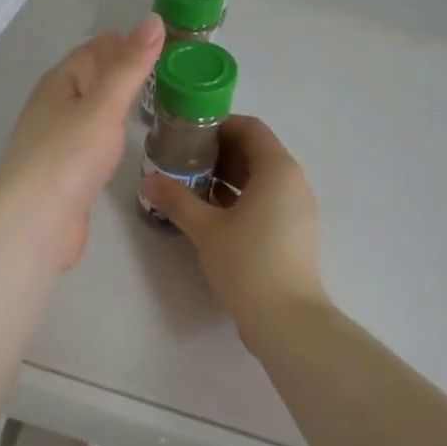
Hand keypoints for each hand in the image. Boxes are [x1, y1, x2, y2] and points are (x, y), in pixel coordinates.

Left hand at [0, 16, 163, 272]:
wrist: (35, 221)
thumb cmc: (69, 155)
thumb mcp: (105, 104)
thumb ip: (131, 66)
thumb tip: (153, 20)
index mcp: (59, 83)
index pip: (93, 50)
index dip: (123, 42)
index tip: (161, 40)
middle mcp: (53, 107)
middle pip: (90, 79)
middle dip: (121, 71)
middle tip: (166, 70)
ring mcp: (56, 141)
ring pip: (90, 111)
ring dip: (115, 103)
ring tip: (154, 101)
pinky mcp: (64, 172)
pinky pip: (90, 140)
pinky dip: (109, 133)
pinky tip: (125, 141)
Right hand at [140, 115, 326, 328]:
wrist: (287, 319)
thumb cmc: (247, 262)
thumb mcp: (205, 228)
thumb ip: (176, 200)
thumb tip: (148, 180)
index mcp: (277, 169)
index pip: (250, 127)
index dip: (218, 126)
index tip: (187, 137)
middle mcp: (293, 181)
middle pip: (256, 151)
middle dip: (219, 152)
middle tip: (183, 162)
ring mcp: (298, 208)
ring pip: (261, 178)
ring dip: (228, 177)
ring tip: (192, 187)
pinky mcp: (295, 231)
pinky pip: (267, 199)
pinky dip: (241, 197)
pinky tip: (213, 214)